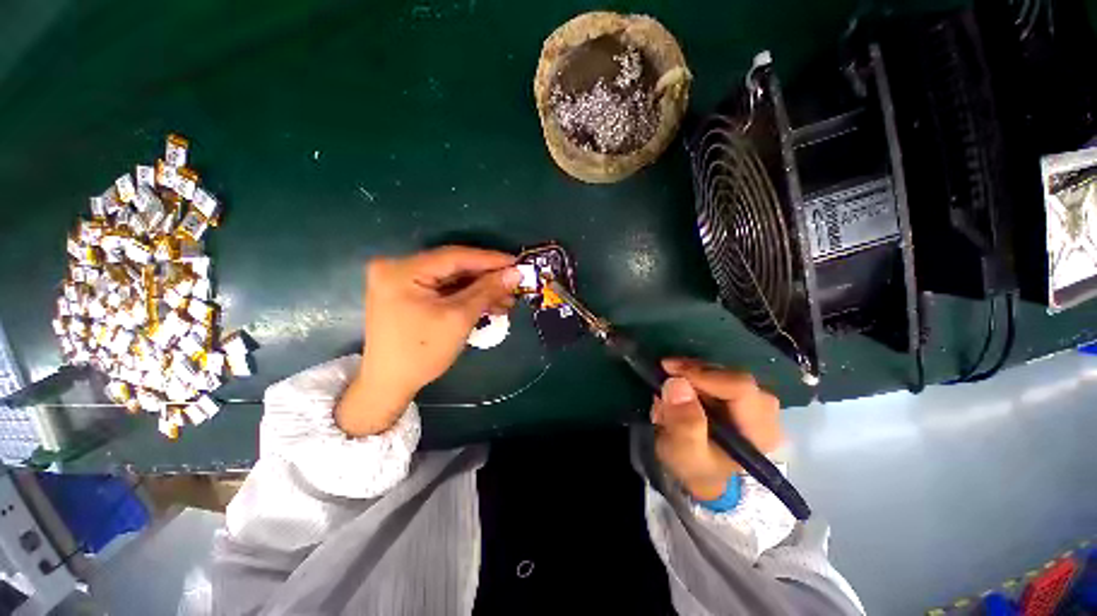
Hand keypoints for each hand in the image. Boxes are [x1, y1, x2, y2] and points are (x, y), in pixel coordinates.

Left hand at [336, 246, 520, 435]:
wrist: (389, 384)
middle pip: (453, 267)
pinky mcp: (407, 293)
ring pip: (451, 279)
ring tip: (507, 300)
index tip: (516, 262)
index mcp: (402, 270)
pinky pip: (443, 289)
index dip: (489, 259)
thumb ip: (487, 291)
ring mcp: (401, 281)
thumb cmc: (422, 352)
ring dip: (480, 289)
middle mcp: (397, 268)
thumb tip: (515, 272)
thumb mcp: (459, 318)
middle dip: (487, 278)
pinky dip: (466, 296)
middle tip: (514, 283)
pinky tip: (489, 304)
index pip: (454, 256)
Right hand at [651, 358, 783, 500]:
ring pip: (725, 371)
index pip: (741, 388)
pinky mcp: (741, 395)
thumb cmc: (695, 468)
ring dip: (693, 373)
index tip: (671, 373)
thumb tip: (677, 383)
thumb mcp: (684, 454)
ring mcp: (754, 402)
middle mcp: (764, 413)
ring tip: (670, 383)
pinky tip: (680, 384)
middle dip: (696, 372)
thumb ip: (683, 424)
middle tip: (666, 373)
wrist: (701, 474)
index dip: (705, 375)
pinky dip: (696, 374)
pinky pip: (719, 373)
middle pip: (733, 376)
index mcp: (758, 431)